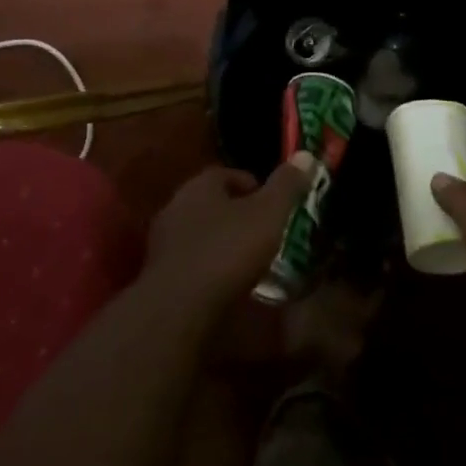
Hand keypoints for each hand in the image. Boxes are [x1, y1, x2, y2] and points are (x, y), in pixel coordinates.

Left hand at [145, 154, 315, 313]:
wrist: (178, 310)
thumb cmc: (227, 252)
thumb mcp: (268, 214)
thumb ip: (286, 185)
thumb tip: (306, 154)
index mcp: (199, 185)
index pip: (227, 173)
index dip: (254, 186)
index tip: (275, 206)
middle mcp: (175, 206)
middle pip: (213, 203)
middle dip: (238, 214)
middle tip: (265, 232)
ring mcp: (163, 242)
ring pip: (201, 232)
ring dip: (222, 242)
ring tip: (249, 260)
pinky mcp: (159, 274)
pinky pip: (191, 261)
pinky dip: (209, 267)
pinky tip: (226, 283)